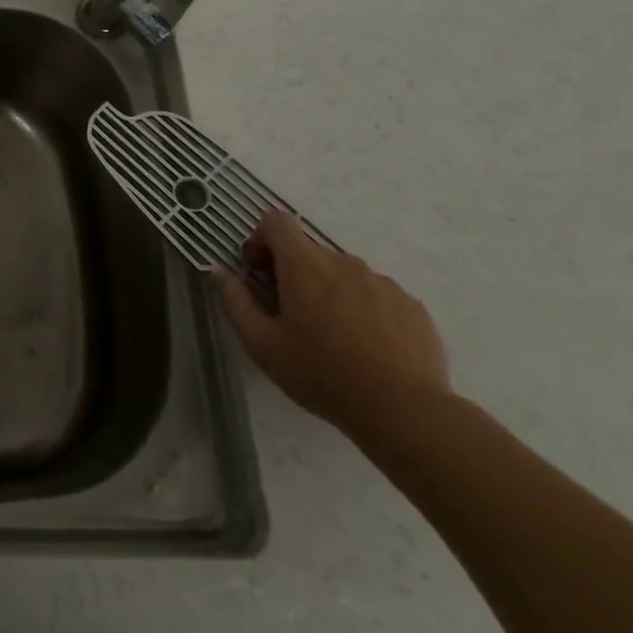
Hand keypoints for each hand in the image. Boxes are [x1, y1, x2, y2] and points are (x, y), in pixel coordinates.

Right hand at [214, 210, 450, 434]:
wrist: (404, 411)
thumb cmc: (321, 374)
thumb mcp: (262, 344)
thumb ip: (235, 302)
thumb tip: (220, 272)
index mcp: (305, 266)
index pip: (277, 222)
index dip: (260, 240)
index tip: (259, 273)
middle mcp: (345, 263)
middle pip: (309, 251)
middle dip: (293, 273)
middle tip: (290, 315)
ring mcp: (383, 283)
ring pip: (343, 274)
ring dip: (329, 291)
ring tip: (332, 336)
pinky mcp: (412, 305)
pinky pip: (376, 294)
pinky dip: (362, 309)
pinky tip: (365, 347)